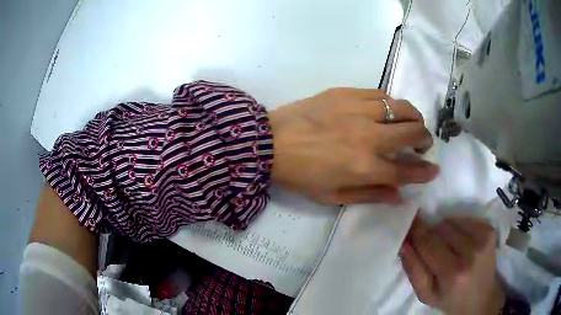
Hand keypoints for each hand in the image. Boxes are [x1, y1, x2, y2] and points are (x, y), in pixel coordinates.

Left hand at [268, 88, 437, 204]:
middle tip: (423, 143)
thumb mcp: (333, 196)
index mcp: (364, 167)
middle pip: (412, 132)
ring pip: (402, 107)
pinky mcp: (346, 93)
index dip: (425, 172)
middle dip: (425, 139)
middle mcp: (368, 136)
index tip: (434, 169)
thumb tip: (399, 195)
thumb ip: (370, 195)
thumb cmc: (300, 174)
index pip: (406, 170)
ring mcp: (358, 110)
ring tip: (412, 123)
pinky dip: (391, 103)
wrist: (269, 142)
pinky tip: (388, 110)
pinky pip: (380, 94)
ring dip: (414, 117)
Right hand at [400, 215, 505, 314]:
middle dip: (431, 235)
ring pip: (452, 221)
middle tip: (431, 249)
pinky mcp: (490, 230)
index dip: (416, 231)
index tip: (408, 222)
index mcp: (453, 273)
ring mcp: (483, 238)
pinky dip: (458, 227)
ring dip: (444, 232)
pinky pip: (465, 219)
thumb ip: (413, 269)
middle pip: (440, 228)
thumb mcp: (426, 294)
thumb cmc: (450, 299)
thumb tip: (404, 242)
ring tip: (447, 248)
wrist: (481, 298)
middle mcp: (471, 252)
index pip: (428, 243)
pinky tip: (460, 243)